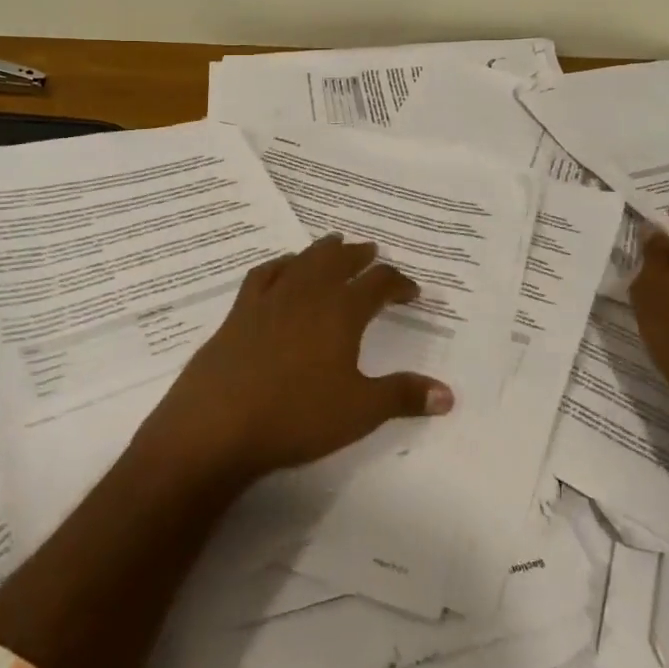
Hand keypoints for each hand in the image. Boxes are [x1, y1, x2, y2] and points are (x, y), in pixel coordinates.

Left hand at [141, 235, 455, 482]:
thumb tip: (449, 395)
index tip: (411, 291)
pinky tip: (283, 267)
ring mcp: (271, 298)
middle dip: (360, 255)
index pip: (379, 284)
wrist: (219, 423)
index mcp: (342, 311)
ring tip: (334, 244)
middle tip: (372, 252)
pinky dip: (280, 264)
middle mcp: (308, 293)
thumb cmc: (297, 416)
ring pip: (303, 260)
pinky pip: (264, 274)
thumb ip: (403, 396)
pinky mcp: (240, 311)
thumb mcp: (360, 411)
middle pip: (339, 260)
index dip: (398, 283)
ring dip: (323, 250)